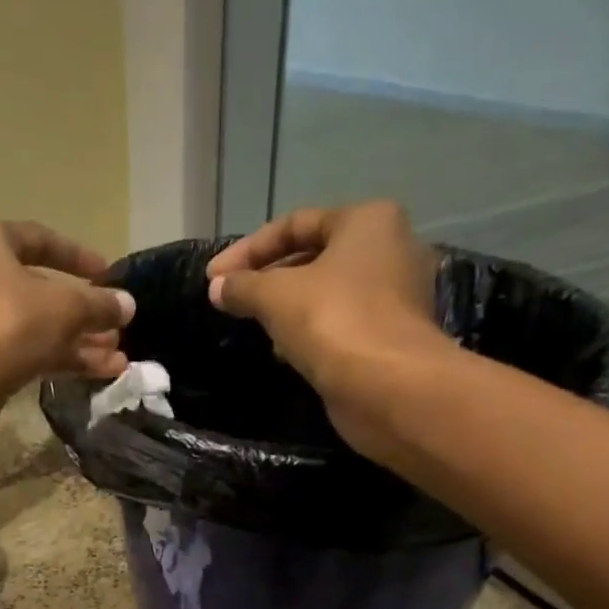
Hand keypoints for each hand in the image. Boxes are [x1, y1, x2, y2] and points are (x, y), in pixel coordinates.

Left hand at [0, 219, 134, 455]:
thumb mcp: (61, 308)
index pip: (39, 239)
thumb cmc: (1, 324)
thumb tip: (126, 304)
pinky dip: (57, 362)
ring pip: (33, 328)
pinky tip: (95, 375)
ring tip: (117, 360)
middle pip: (37, 290)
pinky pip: (23, 355)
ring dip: (76, 343)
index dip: (78, 256)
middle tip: (117, 329)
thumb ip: (97, 305)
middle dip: (82, 312)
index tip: (108, 274)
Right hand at [205, 201, 451, 458]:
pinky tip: (285, 352)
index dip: (247, 249)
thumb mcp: (275, 296)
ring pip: (327, 292)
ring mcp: (396, 295)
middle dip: (269, 278)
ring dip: (288, 307)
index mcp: (368, 221)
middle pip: (314, 256)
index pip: (295, 223)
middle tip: (233, 300)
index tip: (213, 278)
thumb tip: (217, 288)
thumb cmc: (333, 321)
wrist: (389, 387)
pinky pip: (341, 323)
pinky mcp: (392, 335)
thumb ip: (242, 286)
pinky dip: (311, 331)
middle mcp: (390, 249)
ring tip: (254, 326)